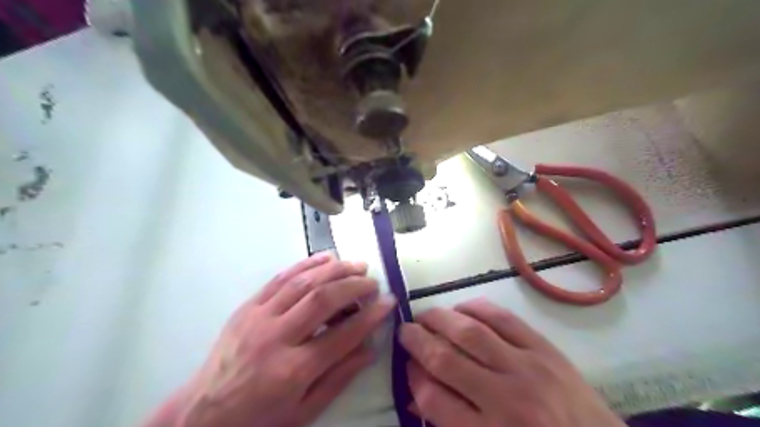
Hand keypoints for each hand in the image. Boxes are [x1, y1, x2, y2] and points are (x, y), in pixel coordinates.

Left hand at [146, 253, 399, 426]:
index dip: (370, 316)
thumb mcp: (304, 410)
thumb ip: (339, 377)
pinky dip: (306, 264)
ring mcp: (258, 318)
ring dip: (334, 269)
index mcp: (293, 371)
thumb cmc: (259, 418)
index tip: (389, 302)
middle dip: (353, 286)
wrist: (202, 415)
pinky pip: (280, 278)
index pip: (342, 336)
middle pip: (322, 300)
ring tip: (355, 265)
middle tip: (372, 281)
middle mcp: (276, 338)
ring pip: (302, 283)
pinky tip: (325, 258)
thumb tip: (370, 348)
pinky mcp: (247, 307)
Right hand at [400, 301, 626, 426]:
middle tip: (405, 331)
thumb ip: (452, 423)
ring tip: (425, 316)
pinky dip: (476, 308)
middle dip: (417, 341)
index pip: (434, 399)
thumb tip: (419, 387)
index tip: (408, 366)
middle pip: (446, 359)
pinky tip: (461, 308)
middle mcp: (506, 399)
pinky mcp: (545, 349)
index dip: (413, 378)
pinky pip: (504, 319)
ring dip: (440, 319)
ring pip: (471, 332)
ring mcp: (528, 368)